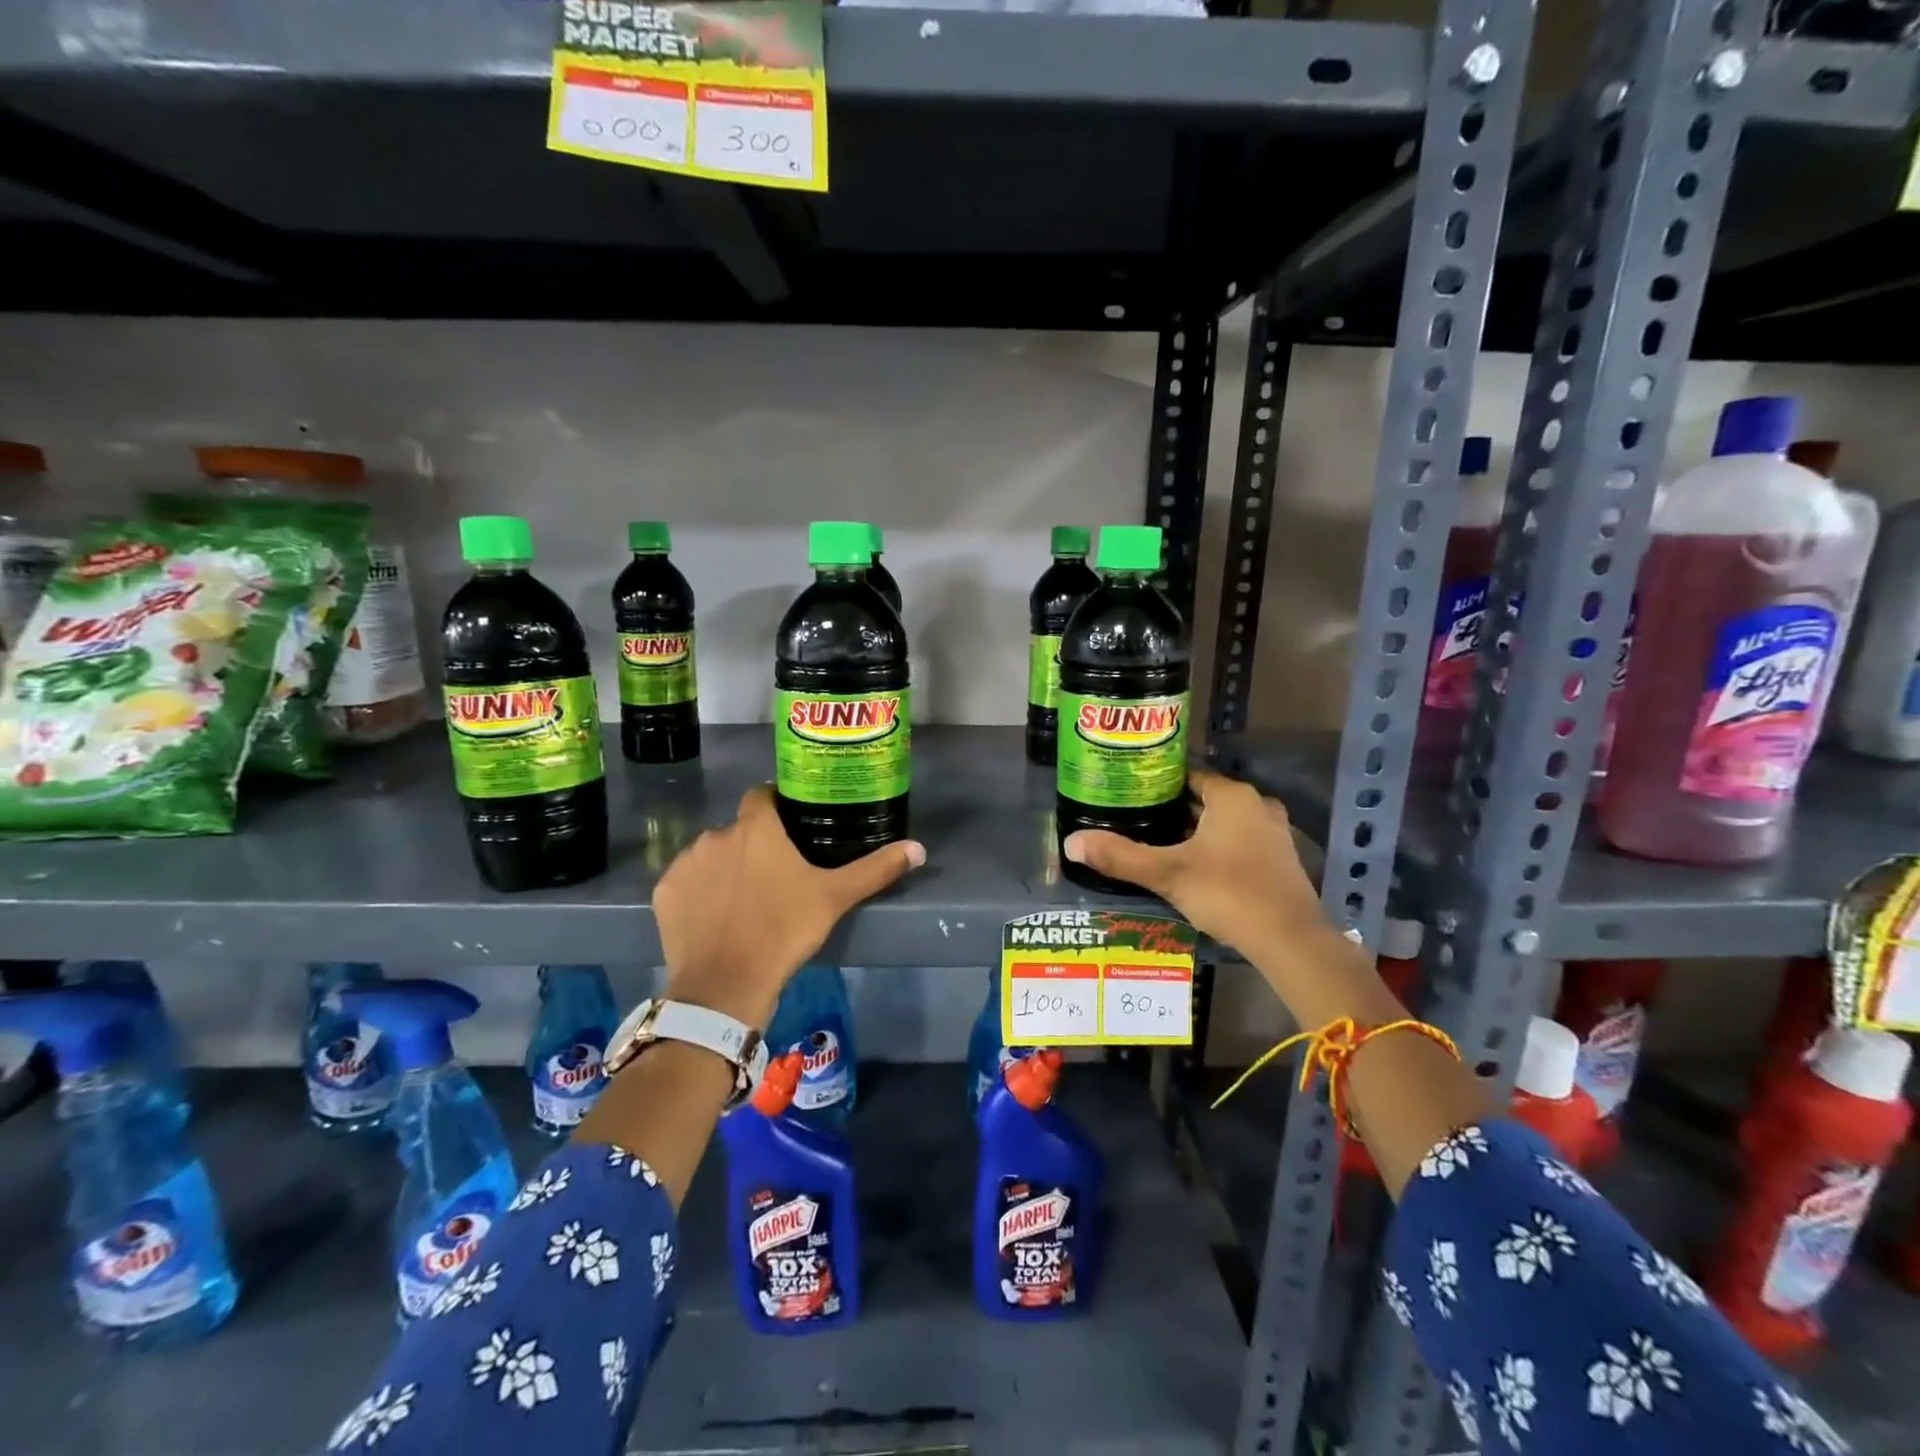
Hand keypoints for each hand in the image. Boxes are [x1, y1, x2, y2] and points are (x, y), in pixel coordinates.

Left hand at [652, 785, 924, 1027]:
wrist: (726, 985)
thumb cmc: (784, 931)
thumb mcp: (835, 898)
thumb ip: (875, 869)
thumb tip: (919, 848)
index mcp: (756, 828)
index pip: (762, 796)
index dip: (776, 806)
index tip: (790, 827)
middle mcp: (716, 835)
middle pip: (738, 830)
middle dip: (753, 845)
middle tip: (774, 876)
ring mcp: (685, 863)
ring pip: (711, 855)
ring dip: (725, 867)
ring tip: (744, 900)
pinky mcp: (664, 893)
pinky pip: (685, 882)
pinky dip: (698, 893)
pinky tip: (714, 918)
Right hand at [1062, 770, 1325, 953]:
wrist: (1290, 941)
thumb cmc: (1228, 893)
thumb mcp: (1167, 874)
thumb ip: (1120, 856)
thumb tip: (1071, 843)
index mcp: (1233, 796)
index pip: (1188, 776)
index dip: (1157, 784)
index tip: (1129, 795)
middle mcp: (1257, 806)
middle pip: (1205, 799)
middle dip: (1173, 810)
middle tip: (1136, 820)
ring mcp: (1273, 833)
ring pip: (1223, 823)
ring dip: (1195, 831)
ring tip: (1157, 843)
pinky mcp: (1280, 861)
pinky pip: (1238, 842)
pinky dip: (1216, 848)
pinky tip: (1192, 867)